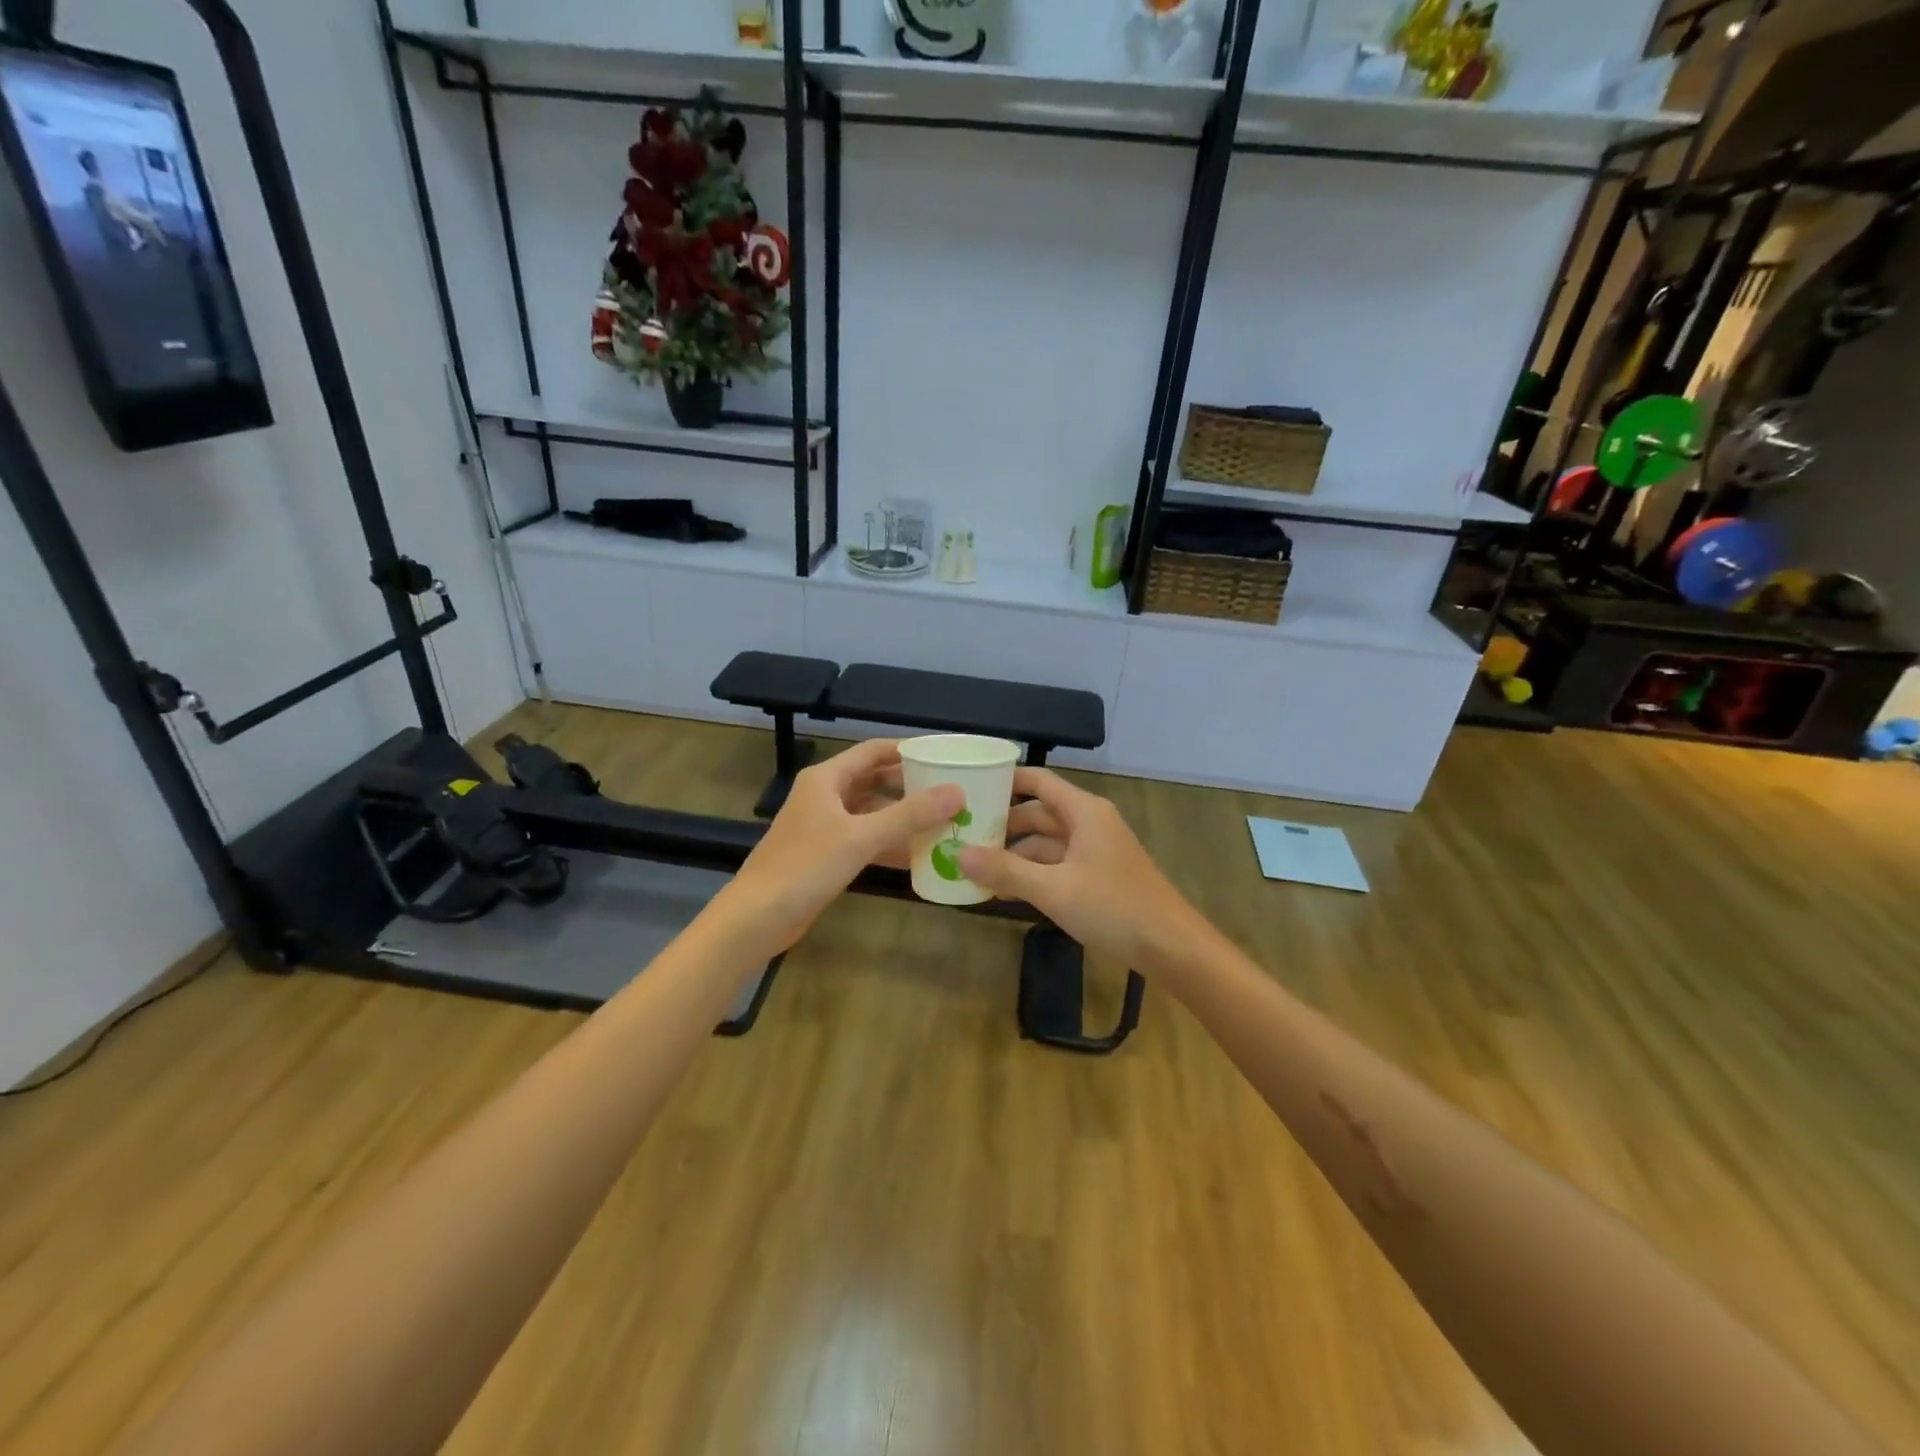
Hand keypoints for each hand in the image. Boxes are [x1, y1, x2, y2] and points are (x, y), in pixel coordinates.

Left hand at [728, 739, 962, 951]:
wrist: (758, 917)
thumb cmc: (806, 866)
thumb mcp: (861, 837)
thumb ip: (910, 814)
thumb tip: (957, 792)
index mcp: (826, 778)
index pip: (873, 751)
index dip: (907, 750)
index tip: (943, 756)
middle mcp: (825, 796)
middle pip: (874, 780)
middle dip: (910, 786)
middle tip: (950, 791)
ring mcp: (824, 826)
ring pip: (871, 812)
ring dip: (903, 817)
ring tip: (943, 821)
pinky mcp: (825, 855)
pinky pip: (865, 839)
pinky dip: (889, 843)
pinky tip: (918, 855)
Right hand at [956, 768, 1213, 974]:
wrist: (1171, 947)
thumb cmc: (1114, 907)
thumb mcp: (1054, 889)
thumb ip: (1006, 870)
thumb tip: (959, 853)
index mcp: (1083, 812)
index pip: (1038, 782)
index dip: (1005, 781)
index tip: (969, 788)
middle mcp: (1089, 823)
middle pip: (1038, 813)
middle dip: (1002, 825)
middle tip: (961, 834)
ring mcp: (1094, 851)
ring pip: (1046, 843)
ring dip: (1014, 855)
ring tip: (974, 868)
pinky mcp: (1097, 877)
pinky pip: (1057, 865)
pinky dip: (1032, 873)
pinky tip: (1005, 889)